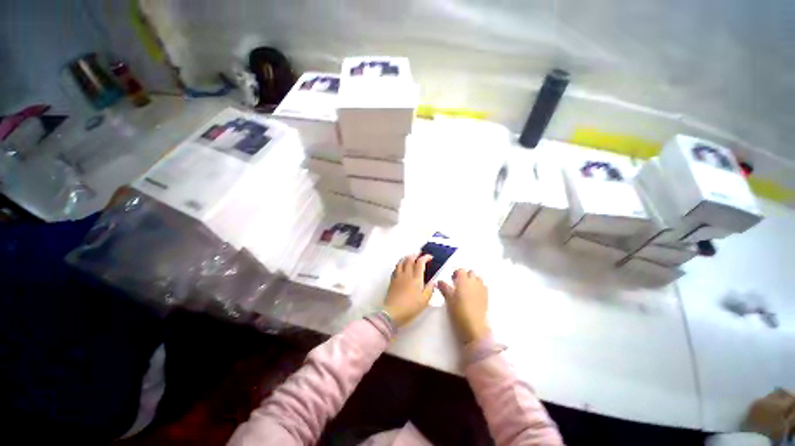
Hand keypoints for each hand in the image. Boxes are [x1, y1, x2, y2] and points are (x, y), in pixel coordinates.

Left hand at [383, 254, 434, 327]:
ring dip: (407, 257)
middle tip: (420, 254)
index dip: (425, 257)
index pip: (420, 263)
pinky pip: (396, 268)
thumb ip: (430, 289)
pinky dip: (400, 263)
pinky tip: (401, 266)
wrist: (393, 312)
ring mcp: (398, 276)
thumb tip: (433, 282)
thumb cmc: (410, 308)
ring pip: (401, 261)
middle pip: (410, 259)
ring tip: (411, 256)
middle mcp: (407, 274)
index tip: (430, 257)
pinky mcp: (392, 280)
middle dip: (416, 254)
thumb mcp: (424, 301)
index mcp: (416, 278)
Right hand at [438, 269, 489, 343]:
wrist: (474, 327)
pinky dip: (479, 287)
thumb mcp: (448, 300)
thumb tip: (439, 281)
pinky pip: (484, 286)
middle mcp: (474, 282)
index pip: (461, 270)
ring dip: (473, 280)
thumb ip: (444, 288)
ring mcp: (482, 289)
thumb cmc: (459, 312)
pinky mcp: (487, 297)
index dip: (456, 273)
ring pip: (478, 278)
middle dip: (465, 275)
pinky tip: (474, 295)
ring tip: (467, 289)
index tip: (452, 279)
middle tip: (458, 284)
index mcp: (463, 280)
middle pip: (471, 272)